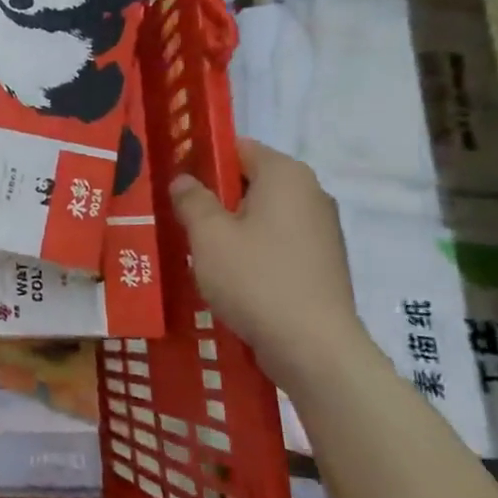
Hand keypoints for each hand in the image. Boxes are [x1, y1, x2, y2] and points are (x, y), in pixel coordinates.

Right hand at [169, 142, 368, 393]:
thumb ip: (191, 199)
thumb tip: (184, 180)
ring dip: (231, 227)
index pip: (237, 148)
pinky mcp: (322, 263)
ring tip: (199, 252)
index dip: (202, 160)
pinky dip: (253, 251)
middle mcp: (310, 193)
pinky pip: (278, 242)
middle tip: (179, 220)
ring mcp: (322, 230)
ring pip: (263, 215)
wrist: (314, 348)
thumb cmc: (255, 279)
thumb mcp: (208, 235)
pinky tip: (231, 277)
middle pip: (251, 181)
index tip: (175, 184)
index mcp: (285, 175)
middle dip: (214, 198)